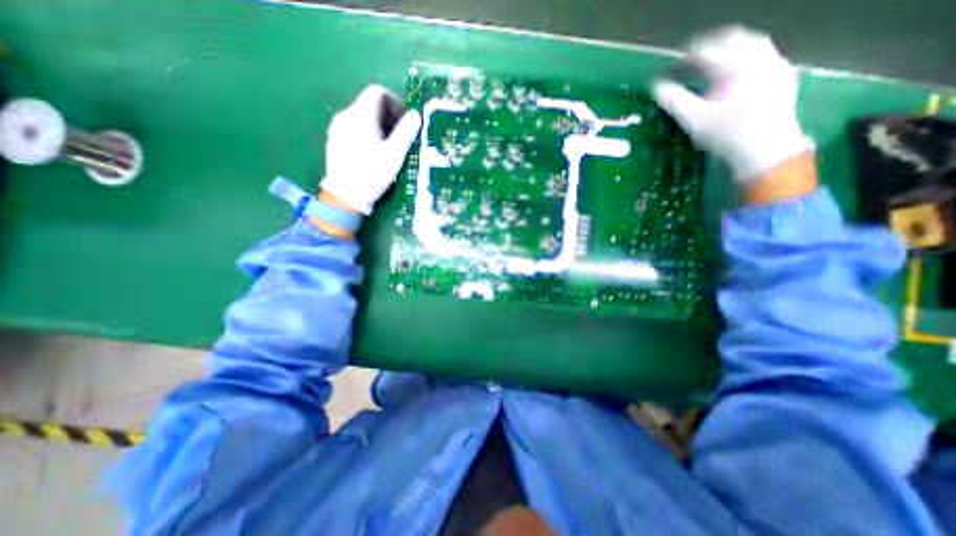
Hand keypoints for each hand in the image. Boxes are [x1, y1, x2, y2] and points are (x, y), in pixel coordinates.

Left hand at [320, 85, 421, 212]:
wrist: (345, 195)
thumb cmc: (372, 173)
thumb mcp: (394, 154)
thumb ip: (406, 131)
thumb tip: (415, 114)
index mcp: (360, 115)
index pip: (377, 92)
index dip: (395, 102)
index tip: (404, 121)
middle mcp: (345, 115)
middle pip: (369, 103)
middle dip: (388, 115)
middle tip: (400, 136)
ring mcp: (337, 128)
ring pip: (361, 116)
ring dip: (378, 125)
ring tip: (388, 146)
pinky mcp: (334, 140)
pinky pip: (353, 127)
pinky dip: (366, 132)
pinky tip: (372, 152)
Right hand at [650, 25, 812, 184]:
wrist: (765, 150)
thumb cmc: (726, 135)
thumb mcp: (693, 120)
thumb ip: (673, 101)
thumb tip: (656, 88)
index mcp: (734, 65)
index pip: (704, 52)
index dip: (682, 59)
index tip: (669, 70)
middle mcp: (758, 57)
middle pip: (730, 39)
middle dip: (707, 47)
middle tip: (689, 61)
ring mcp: (774, 65)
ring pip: (750, 43)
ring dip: (728, 50)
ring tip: (710, 66)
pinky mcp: (782, 77)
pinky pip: (764, 56)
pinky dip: (745, 60)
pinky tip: (735, 75)